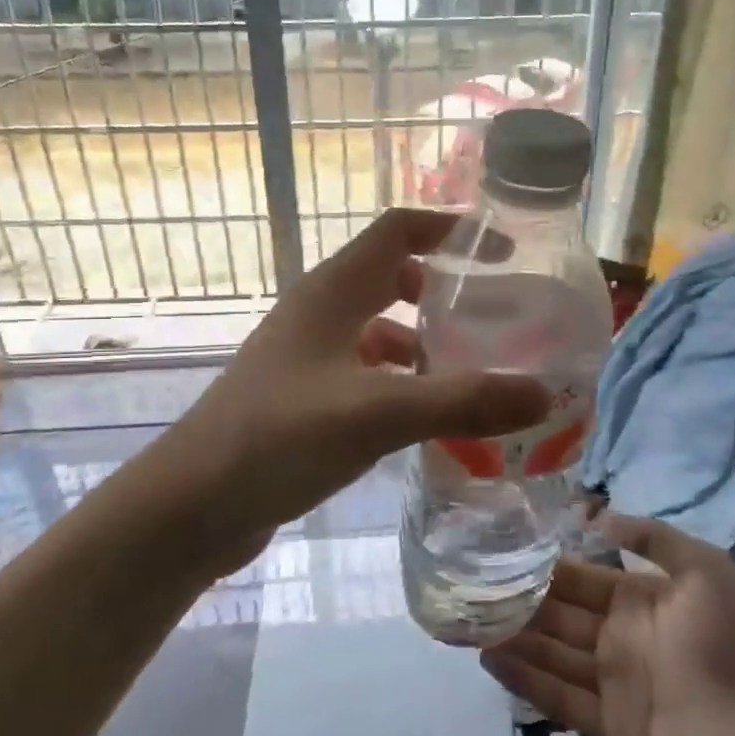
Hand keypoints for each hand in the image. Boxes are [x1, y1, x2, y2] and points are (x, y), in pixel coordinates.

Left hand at [164, 209, 550, 574]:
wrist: (190, 506)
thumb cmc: (277, 439)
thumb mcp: (375, 414)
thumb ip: (460, 401)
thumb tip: (544, 393)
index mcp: (332, 292)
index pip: (398, 230)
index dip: (451, 229)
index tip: (504, 252)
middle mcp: (320, 313)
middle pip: (392, 278)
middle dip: (446, 291)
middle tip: (499, 318)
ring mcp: (308, 357)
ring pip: (380, 331)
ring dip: (426, 344)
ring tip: (477, 374)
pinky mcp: (304, 399)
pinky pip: (366, 375)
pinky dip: (402, 384)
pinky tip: (428, 419)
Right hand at [483, 516, 734, 735]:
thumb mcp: (705, 567)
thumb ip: (653, 538)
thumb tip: (597, 512)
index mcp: (635, 599)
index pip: (576, 578)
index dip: (539, 566)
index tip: (496, 550)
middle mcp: (616, 637)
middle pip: (556, 617)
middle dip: (515, 602)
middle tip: (465, 586)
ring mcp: (614, 683)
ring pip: (551, 657)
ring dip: (513, 640)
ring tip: (466, 622)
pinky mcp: (616, 727)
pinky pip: (564, 702)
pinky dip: (529, 684)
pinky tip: (494, 662)